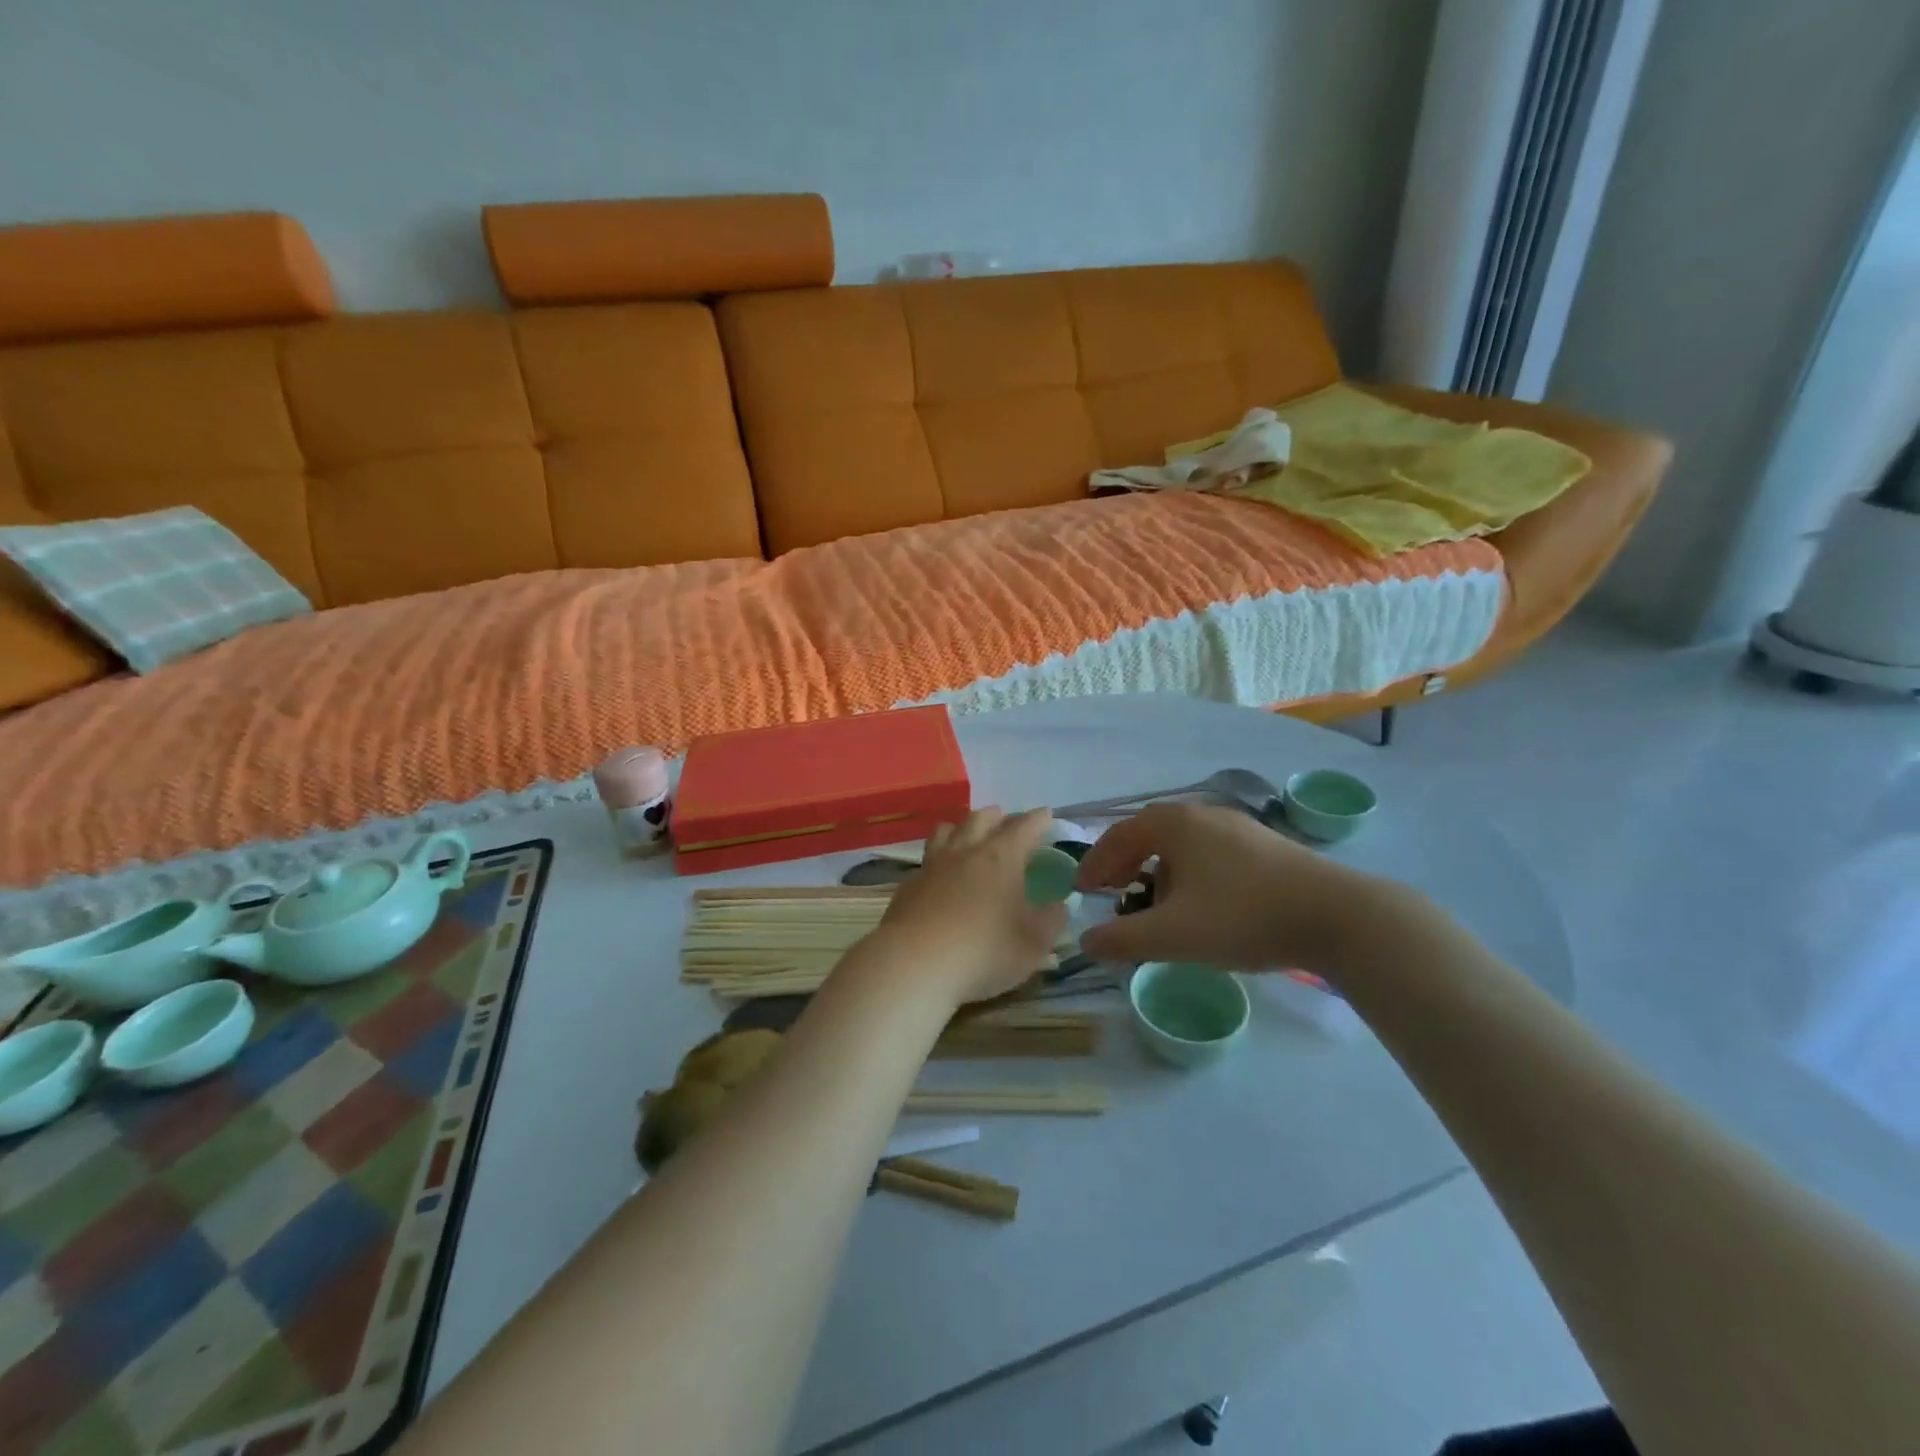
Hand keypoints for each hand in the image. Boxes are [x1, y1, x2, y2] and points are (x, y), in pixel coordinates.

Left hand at [868, 808, 1067, 1004]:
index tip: (1046, 813)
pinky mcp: (909, 885)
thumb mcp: (1033, 944)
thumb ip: (1050, 921)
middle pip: (981, 819)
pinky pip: (927, 859)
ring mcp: (933, 866)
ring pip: (947, 831)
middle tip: (1006, 818)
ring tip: (968, 831)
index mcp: (1001, 858)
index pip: (1024, 828)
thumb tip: (1059, 905)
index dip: (1037, 819)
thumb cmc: (984, 951)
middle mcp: (966, 852)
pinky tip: (939, 871)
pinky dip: (938, 857)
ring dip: (962, 826)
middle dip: (997, 816)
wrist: (915, 964)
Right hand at [1074, 802, 1392, 974]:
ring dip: (1156, 868)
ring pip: (1181, 843)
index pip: (1118, 836)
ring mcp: (1237, 827)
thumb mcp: (1173, 935)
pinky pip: (1208, 851)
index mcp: (1174, 824)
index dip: (1095, 863)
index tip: (1082, 892)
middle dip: (1124, 862)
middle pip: (1148, 833)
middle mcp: (1203, 815)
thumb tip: (1085, 941)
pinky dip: (1188, 871)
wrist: (1336, 916)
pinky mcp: (1264, 845)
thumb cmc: (1243, 917)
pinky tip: (1201, 902)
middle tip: (1112, 891)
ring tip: (1154, 901)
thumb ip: (1122, 939)